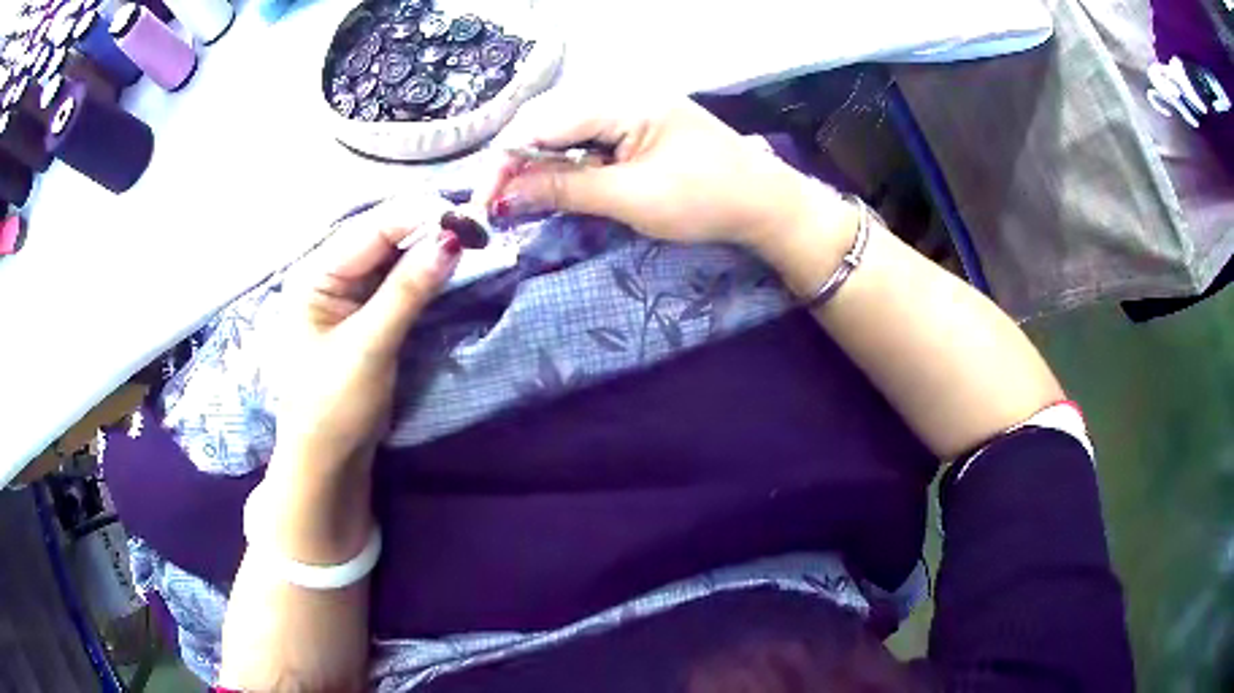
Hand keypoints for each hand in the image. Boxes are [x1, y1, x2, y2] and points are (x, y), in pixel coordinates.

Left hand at [274, 201, 461, 469]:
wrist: (327, 460)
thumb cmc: (333, 405)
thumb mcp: (369, 346)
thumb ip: (408, 291)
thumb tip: (452, 240)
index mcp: (314, 274)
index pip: (370, 230)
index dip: (418, 217)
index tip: (467, 217)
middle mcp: (329, 274)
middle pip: (382, 237)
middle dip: (426, 230)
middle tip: (476, 228)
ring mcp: (347, 294)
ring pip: (393, 257)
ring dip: (428, 250)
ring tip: (470, 241)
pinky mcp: (365, 314)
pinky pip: (397, 282)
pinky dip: (423, 274)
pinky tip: (449, 266)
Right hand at [482, 92, 837, 254]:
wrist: (765, 205)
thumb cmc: (706, 199)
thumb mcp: (631, 197)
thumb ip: (564, 190)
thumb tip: (505, 194)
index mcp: (623, 101)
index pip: (544, 122)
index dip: (508, 160)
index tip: (486, 201)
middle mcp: (622, 96)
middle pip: (550, 122)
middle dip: (519, 162)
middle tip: (501, 205)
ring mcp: (631, 112)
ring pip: (565, 133)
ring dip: (540, 166)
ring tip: (521, 200)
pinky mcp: (638, 131)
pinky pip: (588, 142)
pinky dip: (567, 166)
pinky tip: (556, 187)